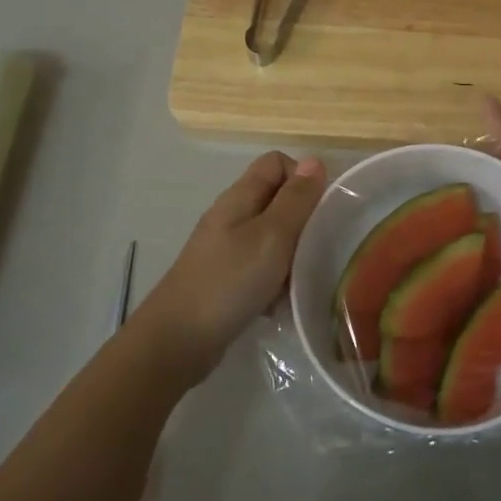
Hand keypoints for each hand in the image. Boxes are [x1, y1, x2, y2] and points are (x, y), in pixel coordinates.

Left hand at [138, 152, 326, 371]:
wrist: (179, 339)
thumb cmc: (229, 280)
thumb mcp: (272, 235)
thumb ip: (295, 199)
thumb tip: (314, 161)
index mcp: (240, 197)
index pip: (276, 163)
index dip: (303, 177)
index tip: (322, 209)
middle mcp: (232, 216)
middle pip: (276, 199)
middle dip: (303, 218)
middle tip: (319, 246)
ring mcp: (227, 248)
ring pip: (272, 236)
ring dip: (292, 253)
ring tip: (303, 277)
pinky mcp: (227, 278)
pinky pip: (262, 267)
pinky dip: (276, 279)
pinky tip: (281, 301)